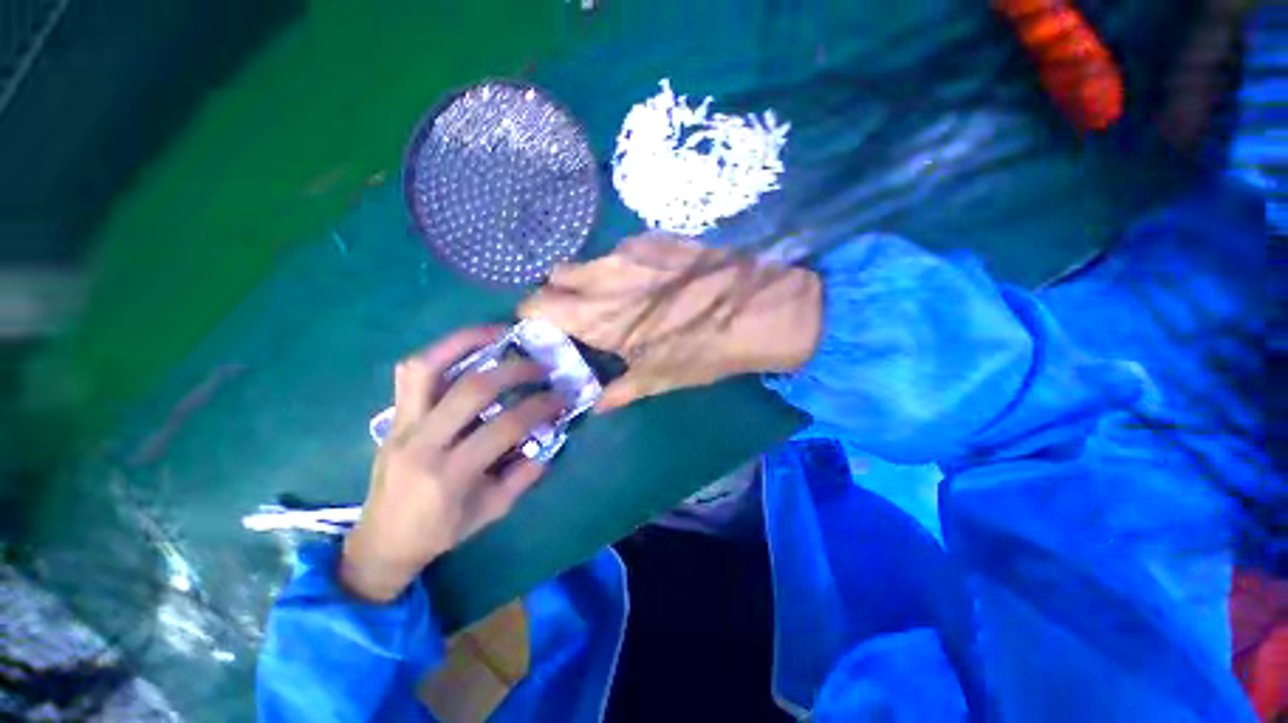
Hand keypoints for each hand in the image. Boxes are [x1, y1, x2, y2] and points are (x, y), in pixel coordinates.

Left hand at [340, 327, 562, 602]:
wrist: (381, 542)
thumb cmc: (440, 531)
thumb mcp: (492, 511)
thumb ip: (525, 475)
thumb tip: (551, 439)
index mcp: (450, 475)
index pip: (503, 428)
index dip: (538, 407)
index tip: (560, 397)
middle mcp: (422, 443)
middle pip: (470, 390)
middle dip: (513, 371)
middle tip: (539, 365)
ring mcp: (401, 426)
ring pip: (426, 368)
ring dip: (466, 342)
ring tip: (498, 333)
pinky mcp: (393, 417)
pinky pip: (410, 374)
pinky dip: (440, 352)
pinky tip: (466, 347)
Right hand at [518, 233, 821, 411]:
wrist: (757, 310)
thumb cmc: (703, 350)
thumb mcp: (658, 378)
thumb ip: (619, 391)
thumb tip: (595, 406)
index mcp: (597, 314)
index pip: (536, 304)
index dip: (533, 316)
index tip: (544, 329)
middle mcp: (604, 276)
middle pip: (556, 275)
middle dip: (559, 293)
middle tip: (581, 314)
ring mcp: (630, 251)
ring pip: (589, 261)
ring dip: (592, 280)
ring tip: (619, 299)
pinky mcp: (656, 239)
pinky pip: (623, 251)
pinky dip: (623, 268)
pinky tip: (650, 282)